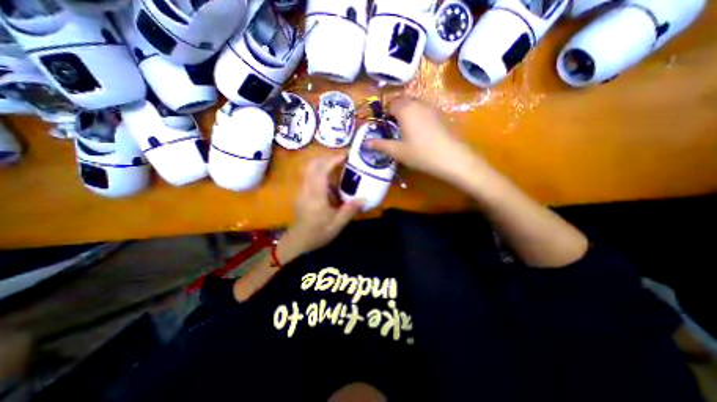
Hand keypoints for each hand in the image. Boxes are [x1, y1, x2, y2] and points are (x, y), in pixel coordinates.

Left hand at [284, 154, 360, 253]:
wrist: (298, 241)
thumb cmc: (317, 233)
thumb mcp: (337, 225)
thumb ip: (349, 210)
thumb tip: (363, 199)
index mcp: (315, 196)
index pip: (321, 171)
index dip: (333, 160)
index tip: (346, 155)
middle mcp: (306, 189)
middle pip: (312, 165)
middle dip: (327, 157)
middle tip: (343, 158)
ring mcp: (301, 189)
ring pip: (309, 168)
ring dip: (323, 162)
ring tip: (338, 165)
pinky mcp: (301, 192)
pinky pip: (309, 175)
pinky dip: (319, 170)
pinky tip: (330, 178)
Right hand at [366, 97, 484, 185]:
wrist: (452, 158)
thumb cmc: (421, 154)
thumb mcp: (397, 151)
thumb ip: (380, 145)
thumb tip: (365, 143)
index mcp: (405, 109)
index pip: (391, 103)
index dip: (385, 113)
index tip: (385, 126)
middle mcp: (419, 103)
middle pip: (403, 100)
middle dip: (396, 111)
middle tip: (394, 128)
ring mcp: (432, 107)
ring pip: (415, 103)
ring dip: (408, 112)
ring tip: (406, 129)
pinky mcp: (441, 114)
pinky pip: (425, 109)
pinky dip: (418, 115)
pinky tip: (420, 131)